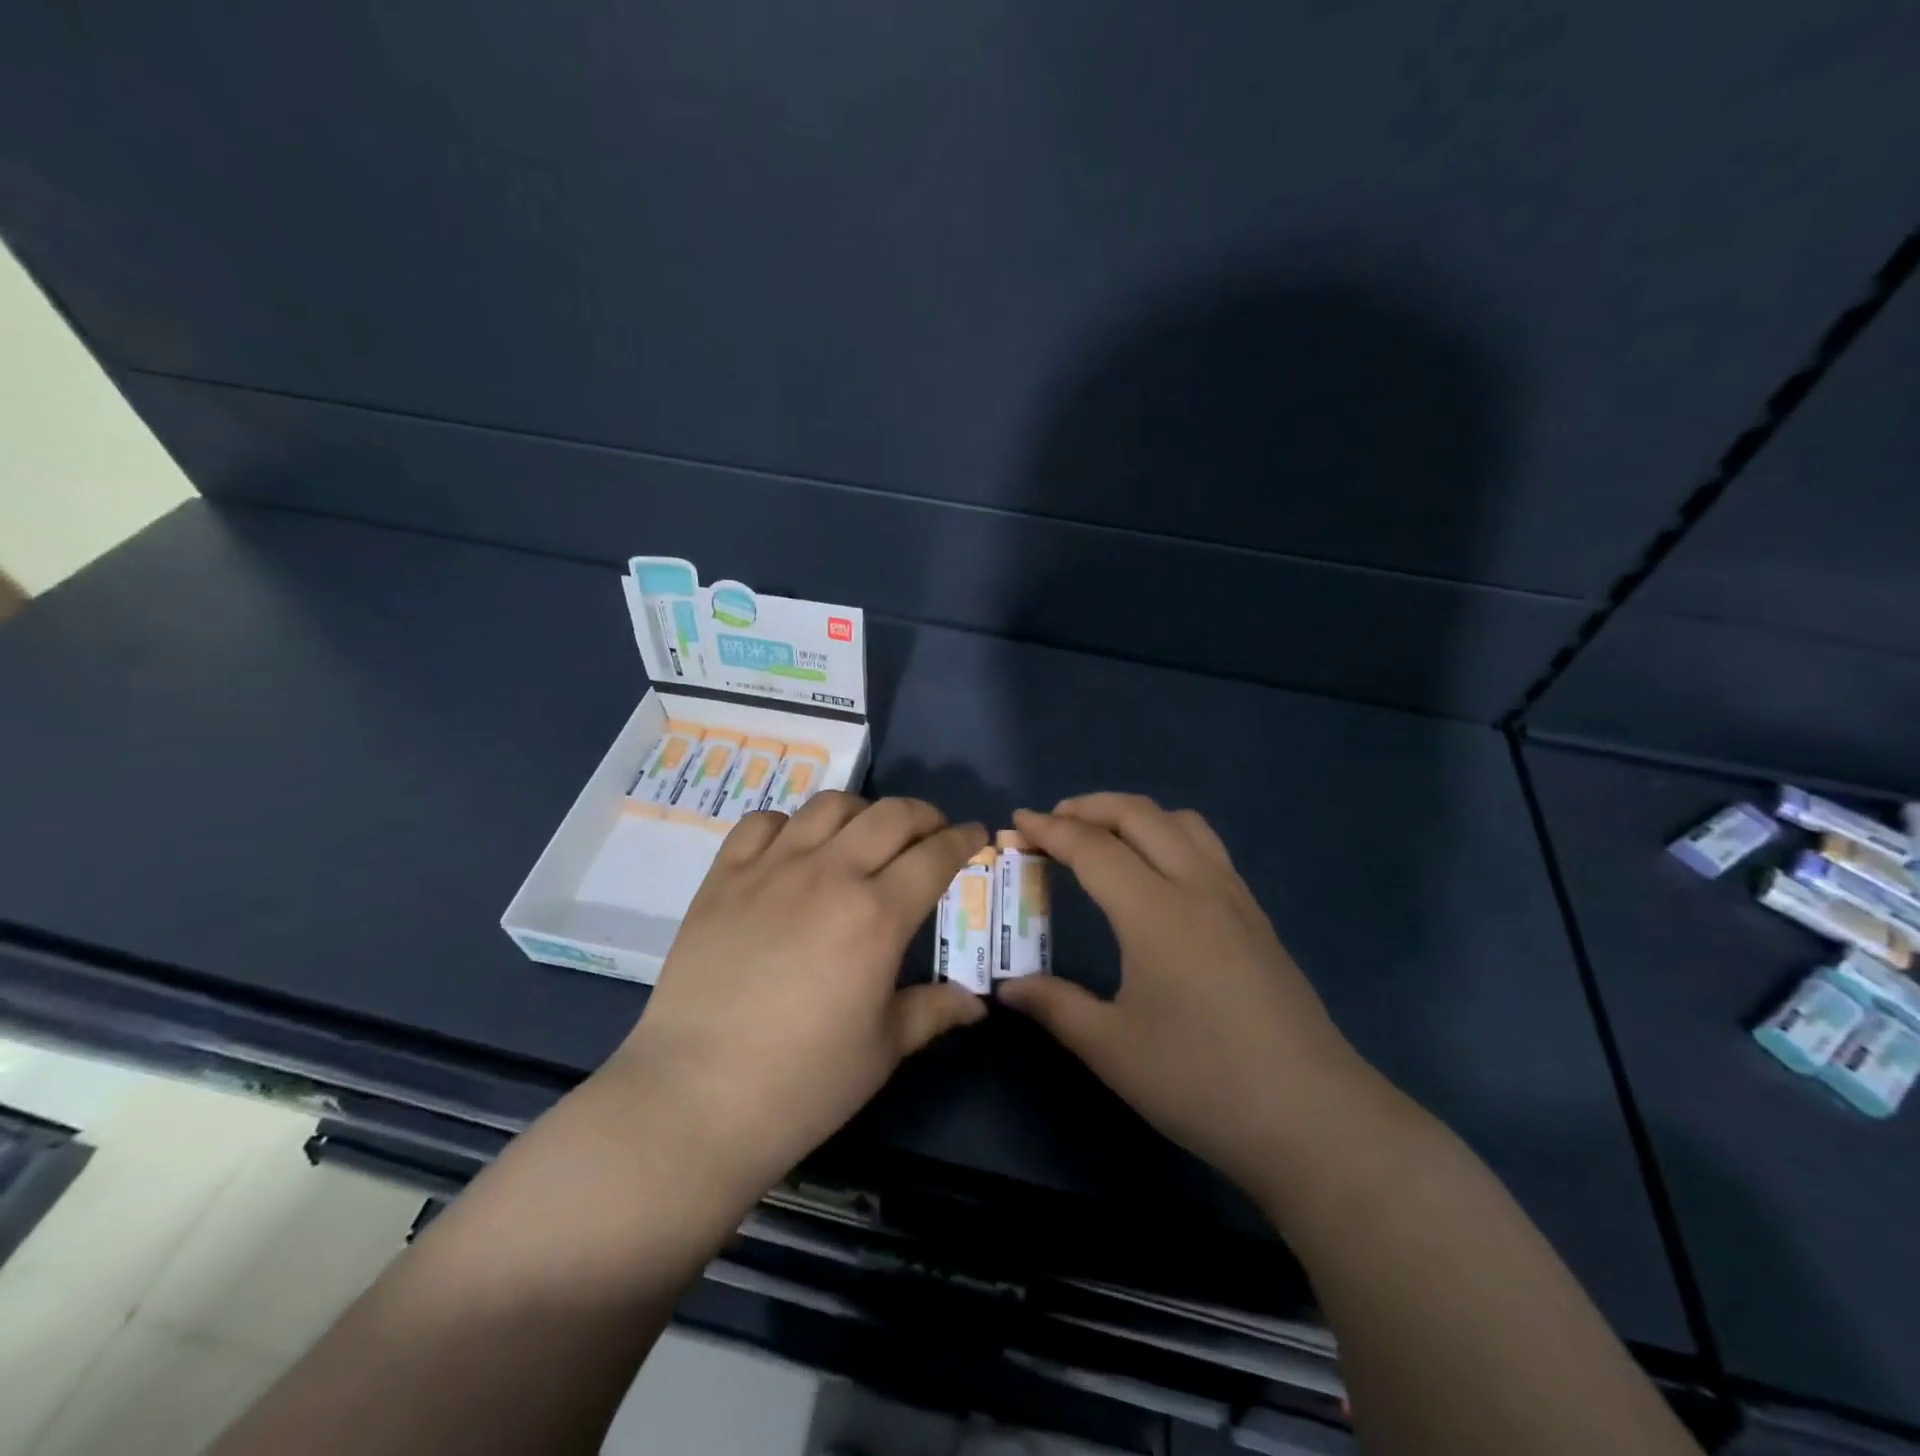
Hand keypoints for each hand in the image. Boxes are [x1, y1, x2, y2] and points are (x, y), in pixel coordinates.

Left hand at [611, 792, 988, 1194]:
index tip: (975, 834)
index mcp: (877, 915)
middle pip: (890, 814)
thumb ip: (933, 1011)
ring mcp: (771, 869)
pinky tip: (794, 849)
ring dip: (862, 811)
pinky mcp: (723, 877)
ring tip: (866, 835)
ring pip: (829, 806)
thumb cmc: (802, 1083)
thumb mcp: (882, 1051)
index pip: (935, 854)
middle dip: (923, 815)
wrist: (694, 1098)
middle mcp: (829, 874)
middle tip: (931, 833)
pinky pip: (762, 823)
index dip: (963, 839)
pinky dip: (790, 824)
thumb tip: (975, 1002)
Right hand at [998, 794, 1377, 1196]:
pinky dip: (1168, 836)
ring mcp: (1234, 898)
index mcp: (1154, 911)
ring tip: (1104, 837)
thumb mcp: (1112, 1048)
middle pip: (1139, 815)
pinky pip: (1207, 848)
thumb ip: (1055, 1006)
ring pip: (1182, 822)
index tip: (1016, 823)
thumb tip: (1009, 987)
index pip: (1092, 847)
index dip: (1049, 830)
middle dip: (1089, 807)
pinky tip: (1157, 875)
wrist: (1313, 1118)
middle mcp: (1196, 886)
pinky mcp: (1257, 918)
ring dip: (1135, 815)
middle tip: (1051, 822)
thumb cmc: (1201, 1081)